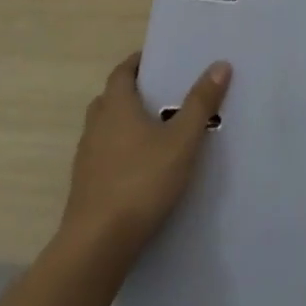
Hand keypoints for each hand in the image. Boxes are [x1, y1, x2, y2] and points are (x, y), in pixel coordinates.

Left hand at [61, 53, 231, 256]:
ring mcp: (86, 158)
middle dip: (133, 92)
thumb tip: (220, 64)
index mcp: (116, 106)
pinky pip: (104, 156)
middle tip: (162, 93)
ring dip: (125, 123)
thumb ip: (201, 103)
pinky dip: (120, 152)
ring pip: (106, 129)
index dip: (138, 62)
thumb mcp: (182, 140)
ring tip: (156, 130)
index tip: (159, 60)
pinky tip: (142, 168)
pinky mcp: (85, 187)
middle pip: (111, 98)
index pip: (122, 72)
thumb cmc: (142, 182)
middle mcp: (96, 126)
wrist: (97, 245)